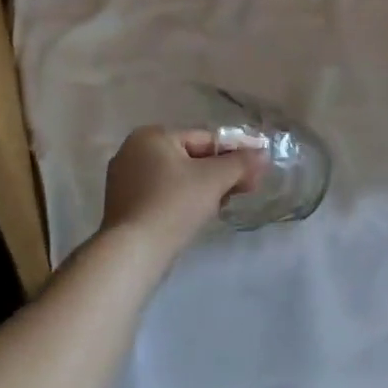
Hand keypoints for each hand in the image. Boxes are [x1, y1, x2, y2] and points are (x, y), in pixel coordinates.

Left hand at [101, 127, 262, 257]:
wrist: (134, 251)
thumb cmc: (174, 204)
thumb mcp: (215, 178)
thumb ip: (242, 162)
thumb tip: (263, 154)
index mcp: (151, 136)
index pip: (205, 139)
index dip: (235, 155)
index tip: (255, 174)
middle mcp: (132, 151)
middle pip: (191, 158)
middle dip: (220, 174)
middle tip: (244, 191)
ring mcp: (124, 180)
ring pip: (178, 178)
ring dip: (204, 189)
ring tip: (221, 206)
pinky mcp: (124, 206)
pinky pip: (163, 195)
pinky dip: (183, 201)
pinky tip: (197, 217)